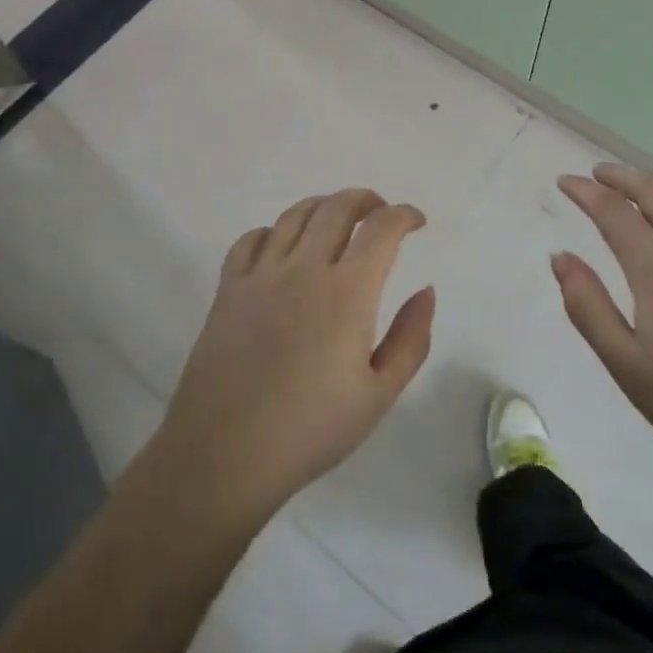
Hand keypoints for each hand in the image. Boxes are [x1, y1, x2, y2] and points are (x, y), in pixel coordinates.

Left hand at [157, 189, 435, 523]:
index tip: (416, 222)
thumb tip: (426, 291)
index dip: (403, 215)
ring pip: (294, 216)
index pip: (381, 229)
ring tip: (336, 218)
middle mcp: (304, 269)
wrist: (226, 453)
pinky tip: (282, 245)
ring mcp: (261, 275)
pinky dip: (274, 231)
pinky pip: (251, 240)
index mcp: (348, 292)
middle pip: (336, 208)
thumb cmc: (311, 429)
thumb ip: (410, 339)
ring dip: (323, 206)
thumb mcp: (379, 394)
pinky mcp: (228, 288)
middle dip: (365, 199)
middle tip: (379, 211)